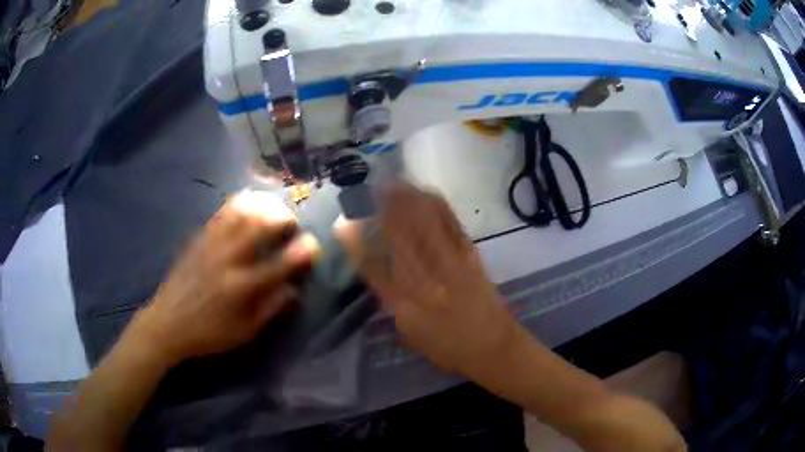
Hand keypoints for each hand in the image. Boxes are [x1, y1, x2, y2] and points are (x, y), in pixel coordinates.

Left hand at [133, 190, 319, 363]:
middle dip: (282, 218)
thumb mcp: (244, 333)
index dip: (301, 253)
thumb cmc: (209, 333)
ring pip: (240, 213)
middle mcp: (228, 259)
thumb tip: (293, 290)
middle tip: (291, 222)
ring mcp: (211, 245)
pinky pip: (221, 213)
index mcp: (241, 287)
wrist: (168, 323)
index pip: (279, 265)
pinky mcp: (198, 238)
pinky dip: (238, 203)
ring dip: (262, 205)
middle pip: (260, 227)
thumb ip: (271, 310)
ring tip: (273, 206)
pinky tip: (247, 202)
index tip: (314, 244)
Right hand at [335, 184, 517, 377]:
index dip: (356, 244)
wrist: (493, 347)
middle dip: (382, 211)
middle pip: (399, 238)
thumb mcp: (411, 333)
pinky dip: (437, 206)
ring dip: (407, 201)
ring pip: (424, 226)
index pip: (374, 269)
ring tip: (393, 183)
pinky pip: (452, 226)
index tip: (343, 224)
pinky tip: (426, 193)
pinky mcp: (471, 257)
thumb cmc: (448, 347)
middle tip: (368, 189)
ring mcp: (450, 266)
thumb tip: (379, 272)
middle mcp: (425, 282)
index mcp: (405, 306)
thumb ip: (392, 302)